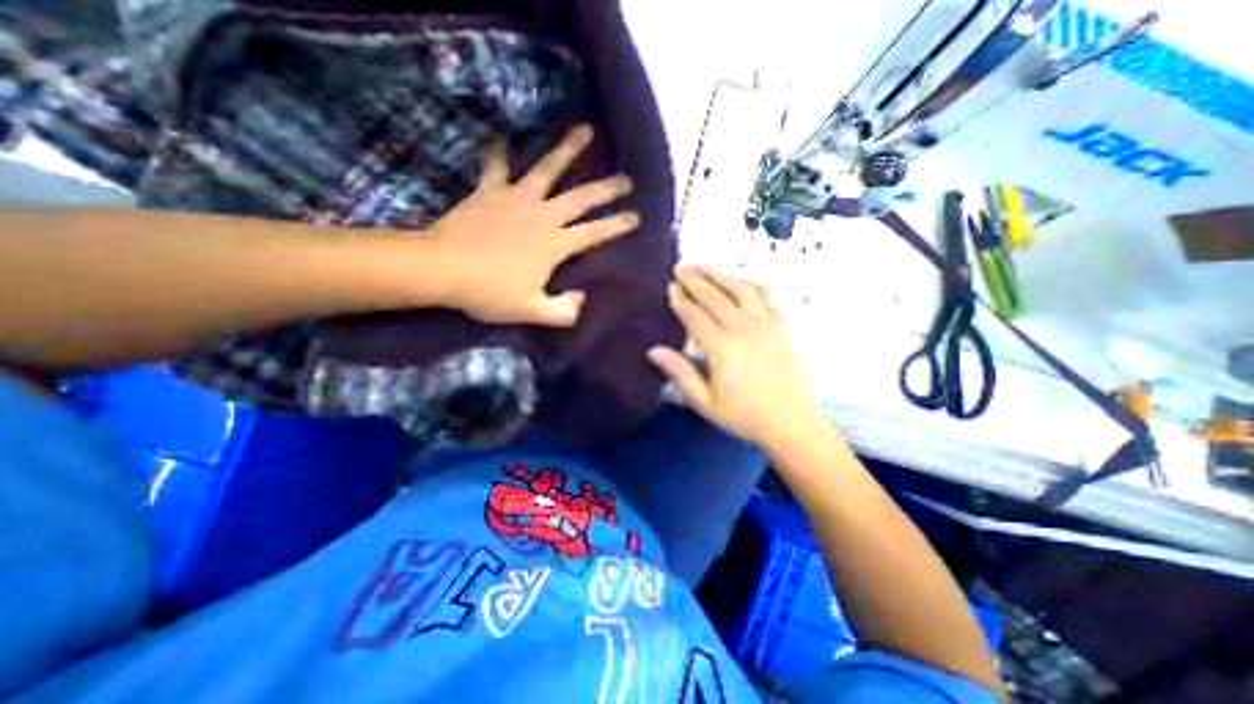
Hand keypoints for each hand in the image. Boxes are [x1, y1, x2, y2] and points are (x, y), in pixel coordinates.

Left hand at [424, 122, 638, 326]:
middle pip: (580, 197)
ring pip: (547, 169)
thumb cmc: (489, 293)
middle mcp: (542, 216)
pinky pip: (495, 167)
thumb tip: (582, 301)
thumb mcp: (531, 312)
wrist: (442, 269)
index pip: (594, 233)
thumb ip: (563, 311)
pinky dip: (497, 153)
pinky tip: (499, 138)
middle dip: (606, 188)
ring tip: (585, 129)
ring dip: (568, 149)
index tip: (635, 217)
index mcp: (554, 244)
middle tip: (626, 178)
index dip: (617, 225)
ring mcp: (515, 199)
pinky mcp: (489, 192)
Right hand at [645, 263, 831, 451]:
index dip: (681, 301)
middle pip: (716, 299)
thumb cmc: (744, 416)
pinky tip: (749, 282)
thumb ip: (680, 373)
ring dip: (722, 277)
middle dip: (696, 281)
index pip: (696, 317)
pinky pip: (770, 302)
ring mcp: (767, 328)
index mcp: (723, 349)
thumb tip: (653, 351)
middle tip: (681, 267)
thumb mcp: (705, 402)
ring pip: (742, 293)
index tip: (670, 287)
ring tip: (706, 265)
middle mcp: (744, 331)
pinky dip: (758, 289)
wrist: (792, 425)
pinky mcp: (783, 331)